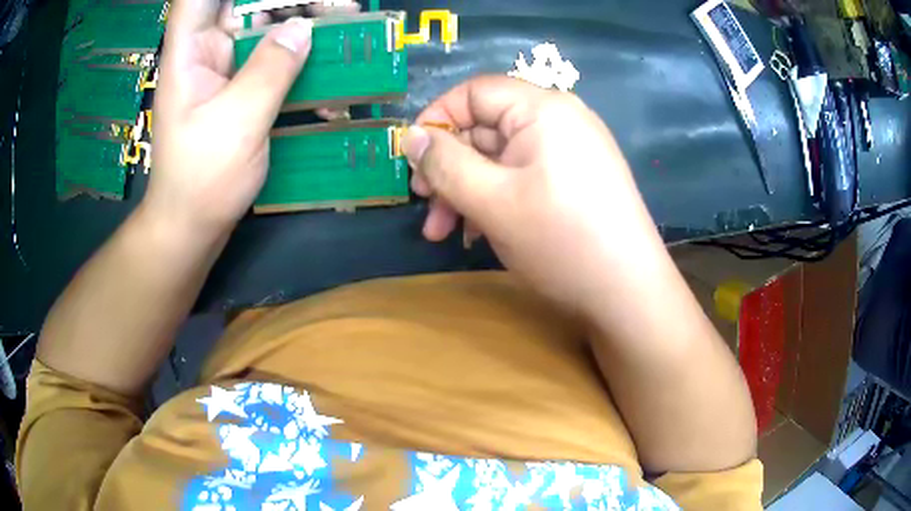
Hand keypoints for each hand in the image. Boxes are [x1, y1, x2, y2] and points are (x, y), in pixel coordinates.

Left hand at [145, 0, 354, 238]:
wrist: (193, 226)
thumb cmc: (201, 180)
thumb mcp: (237, 122)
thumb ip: (270, 70)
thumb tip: (302, 28)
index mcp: (190, 52)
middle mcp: (206, 52)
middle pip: (243, 5)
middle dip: (287, 1)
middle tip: (335, 6)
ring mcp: (224, 70)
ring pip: (263, 27)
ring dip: (302, 21)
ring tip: (344, 22)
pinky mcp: (240, 88)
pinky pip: (272, 59)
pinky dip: (298, 57)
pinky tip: (326, 67)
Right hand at [403, 76, 665, 314]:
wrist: (629, 293)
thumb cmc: (560, 241)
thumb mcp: (491, 201)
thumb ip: (444, 164)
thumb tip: (410, 136)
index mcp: (542, 109)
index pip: (474, 92)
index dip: (437, 120)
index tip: (413, 161)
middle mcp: (559, 120)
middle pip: (486, 128)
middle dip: (449, 169)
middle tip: (426, 209)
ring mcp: (570, 151)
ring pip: (500, 158)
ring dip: (467, 190)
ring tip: (444, 233)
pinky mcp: (575, 180)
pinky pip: (523, 177)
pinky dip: (495, 199)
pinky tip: (480, 233)